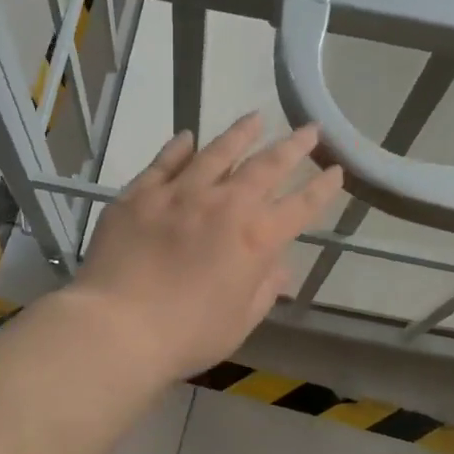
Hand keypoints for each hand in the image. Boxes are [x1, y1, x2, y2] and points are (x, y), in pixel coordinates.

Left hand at [71, 114, 344, 382]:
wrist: (118, 327)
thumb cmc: (187, 335)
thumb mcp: (240, 321)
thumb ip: (264, 289)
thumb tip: (280, 267)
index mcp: (256, 238)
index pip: (301, 206)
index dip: (322, 188)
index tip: (336, 170)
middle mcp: (224, 204)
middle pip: (266, 166)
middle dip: (293, 147)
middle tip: (309, 130)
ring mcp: (179, 193)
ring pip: (217, 152)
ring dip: (241, 134)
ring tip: (255, 118)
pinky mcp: (140, 193)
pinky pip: (165, 161)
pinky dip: (180, 147)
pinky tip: (188, 137)